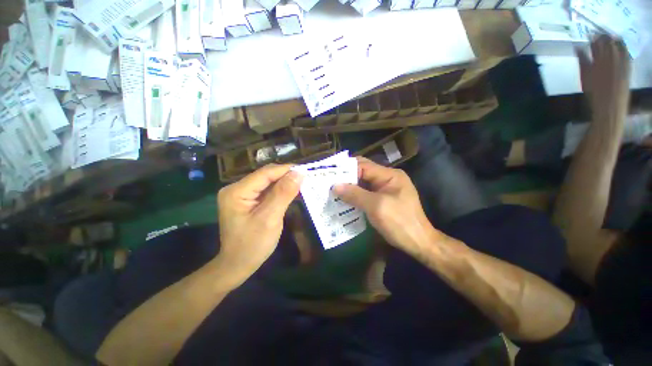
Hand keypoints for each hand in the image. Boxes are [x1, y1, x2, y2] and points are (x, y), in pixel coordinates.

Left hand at [216, 164, 301, 283]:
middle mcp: (237, 188)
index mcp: (237, 191)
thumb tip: (299, 173)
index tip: (306, 170)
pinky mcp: (248, 200)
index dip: (286, 170)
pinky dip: (280, 191)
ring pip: (268, 182)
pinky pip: (267, 191)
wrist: (238, 265)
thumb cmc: (253, 245)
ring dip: (285, 183)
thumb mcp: (270, 218)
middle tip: (306, 178)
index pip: (265, 173)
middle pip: (266, 176)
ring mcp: (242, 194)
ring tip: (302, 184)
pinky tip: (291, 192)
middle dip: (286, 176)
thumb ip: (283, 194)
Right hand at [333, 157, 438, 254]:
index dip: (346, 169)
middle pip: (362, 173)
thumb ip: (355, 194)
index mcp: (389, 175)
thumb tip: (334, 186)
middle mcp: (387, 179)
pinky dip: (354, 196)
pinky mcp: (382, 200)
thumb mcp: (376, 207)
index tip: (330, 174)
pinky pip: (365, 194)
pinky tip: (343, 200)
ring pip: (362, 184)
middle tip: (328, 182)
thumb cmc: (400, 223)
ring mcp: (385, 189)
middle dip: (346, 177)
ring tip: (332, 190)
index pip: (364, 166)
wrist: (418, 243)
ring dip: (349, 187)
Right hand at [578, 35, 630, 116]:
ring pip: (619, 46)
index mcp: (600, 59)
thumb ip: (582, 61)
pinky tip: (621, 47)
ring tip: (610, 39)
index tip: (590, 34)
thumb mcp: (584, 77)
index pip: (597, 42)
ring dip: (614, 41)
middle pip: (609, 42)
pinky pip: (627, 54)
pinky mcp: (628, 68)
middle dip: (604, 37)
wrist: (610, 107)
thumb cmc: (594, 94)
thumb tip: (578, 47)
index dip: (594, 36)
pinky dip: (623, 48)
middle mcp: (612, 58)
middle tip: (599, 35)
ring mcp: (622, 62)